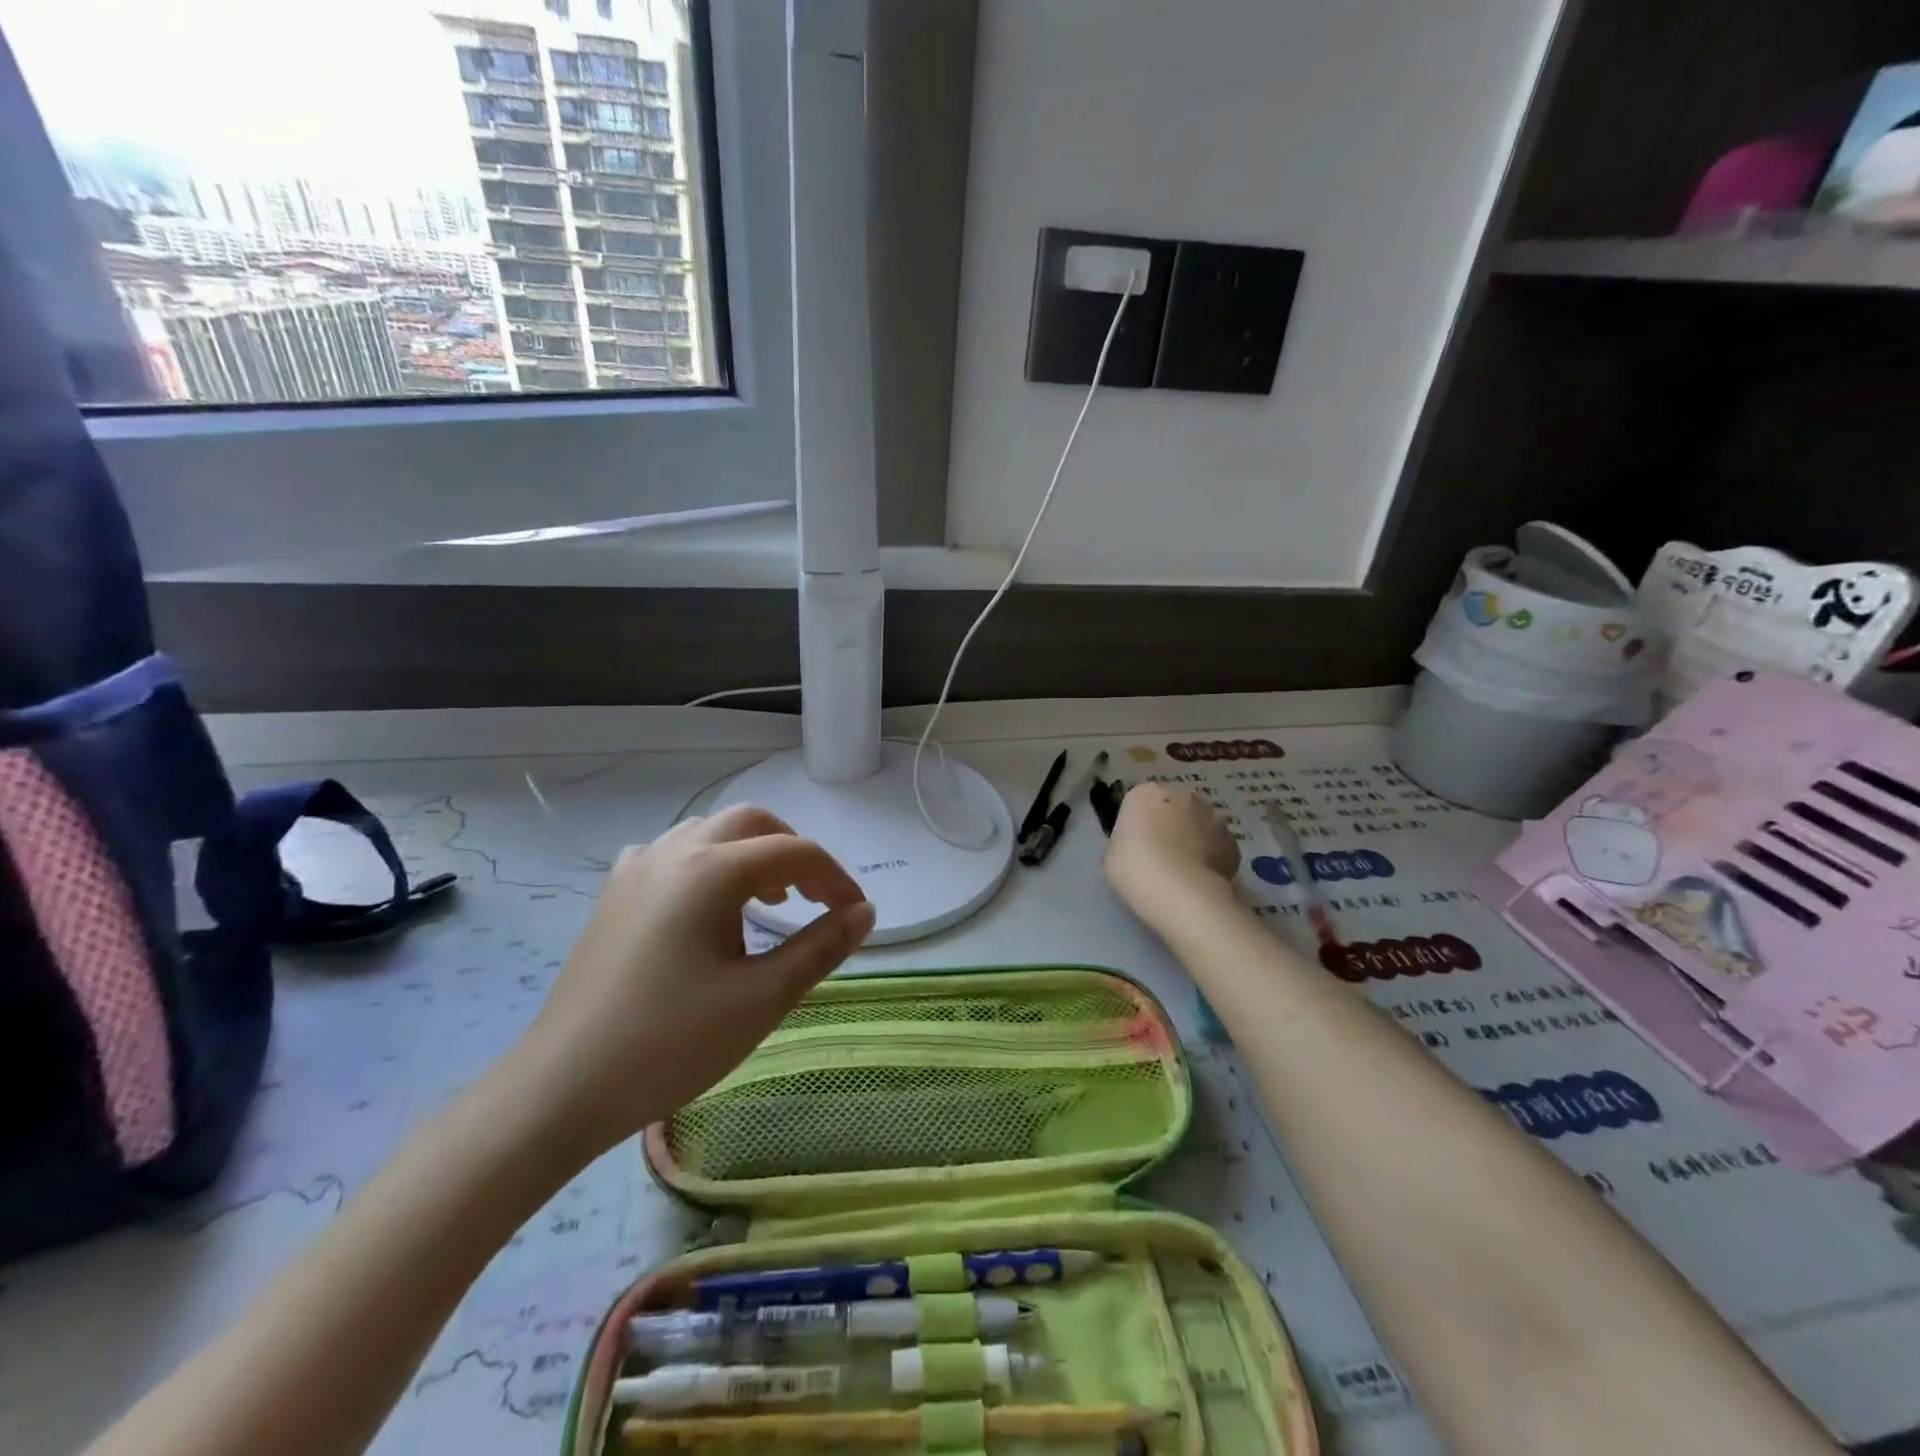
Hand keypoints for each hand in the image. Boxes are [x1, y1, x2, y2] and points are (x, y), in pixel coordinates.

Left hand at [507, 806, 874, 1160]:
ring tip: (769, 901)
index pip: (794, 853)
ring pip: (711, 832)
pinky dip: (709, 864)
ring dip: (751, 853)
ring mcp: (637, 868)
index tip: (856, 915)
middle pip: (752, 822)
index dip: (835, 878)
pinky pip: (674, 853)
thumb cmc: (671, 1044)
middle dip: (794, 851)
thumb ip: (821, 947)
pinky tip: (708, 906)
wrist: (562, 1087)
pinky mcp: (615, 893)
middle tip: (816, 898)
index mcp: (711, 871)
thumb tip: (864, 912)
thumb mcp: (762, 998)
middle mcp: (674, 852)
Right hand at [1104, 784, 1240, 932]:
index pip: (1139, 803)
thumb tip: (1137, 846)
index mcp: (1145, 793)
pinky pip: (1217, 845)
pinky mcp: (1232, 840)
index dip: (1138, 825)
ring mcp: (1211, 815)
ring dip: (1193, 839)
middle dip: (1169, 826)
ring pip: (1199, 824)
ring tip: (1184, 870)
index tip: (1136, 847)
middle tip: (1160, 857)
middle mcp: (1181, 795)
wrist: (1180, 892)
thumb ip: (1125, 842)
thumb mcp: (1112, 855)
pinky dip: (1212, 857)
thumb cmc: (1135, 868)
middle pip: (1172, 808)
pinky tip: (1202, 879)